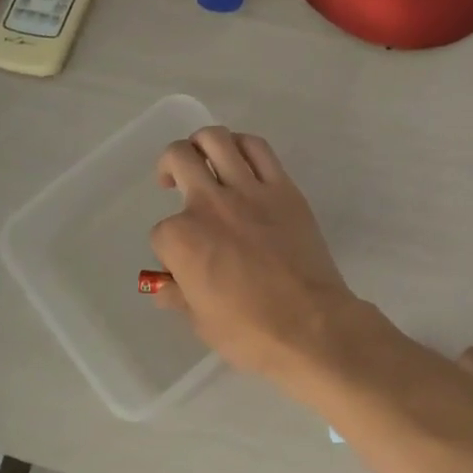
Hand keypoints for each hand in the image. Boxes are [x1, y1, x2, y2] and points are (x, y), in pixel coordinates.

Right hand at [148, 128, 366, 377]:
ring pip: (216, 139)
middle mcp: (210, 205)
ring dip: (202, 143)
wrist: (311, 325)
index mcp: (182, 239)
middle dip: (169, 166)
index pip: (161, 231)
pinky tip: (238, 158)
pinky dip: (242, 145)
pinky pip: (259, 149)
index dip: (169, 247)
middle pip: (179, 159)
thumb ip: (177, 295)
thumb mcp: (200, 321)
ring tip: (203, 158)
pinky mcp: (283, 188)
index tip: (183, 263)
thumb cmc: (251, 332)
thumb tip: (164, 284)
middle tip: (172, 180)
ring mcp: (249, 191)